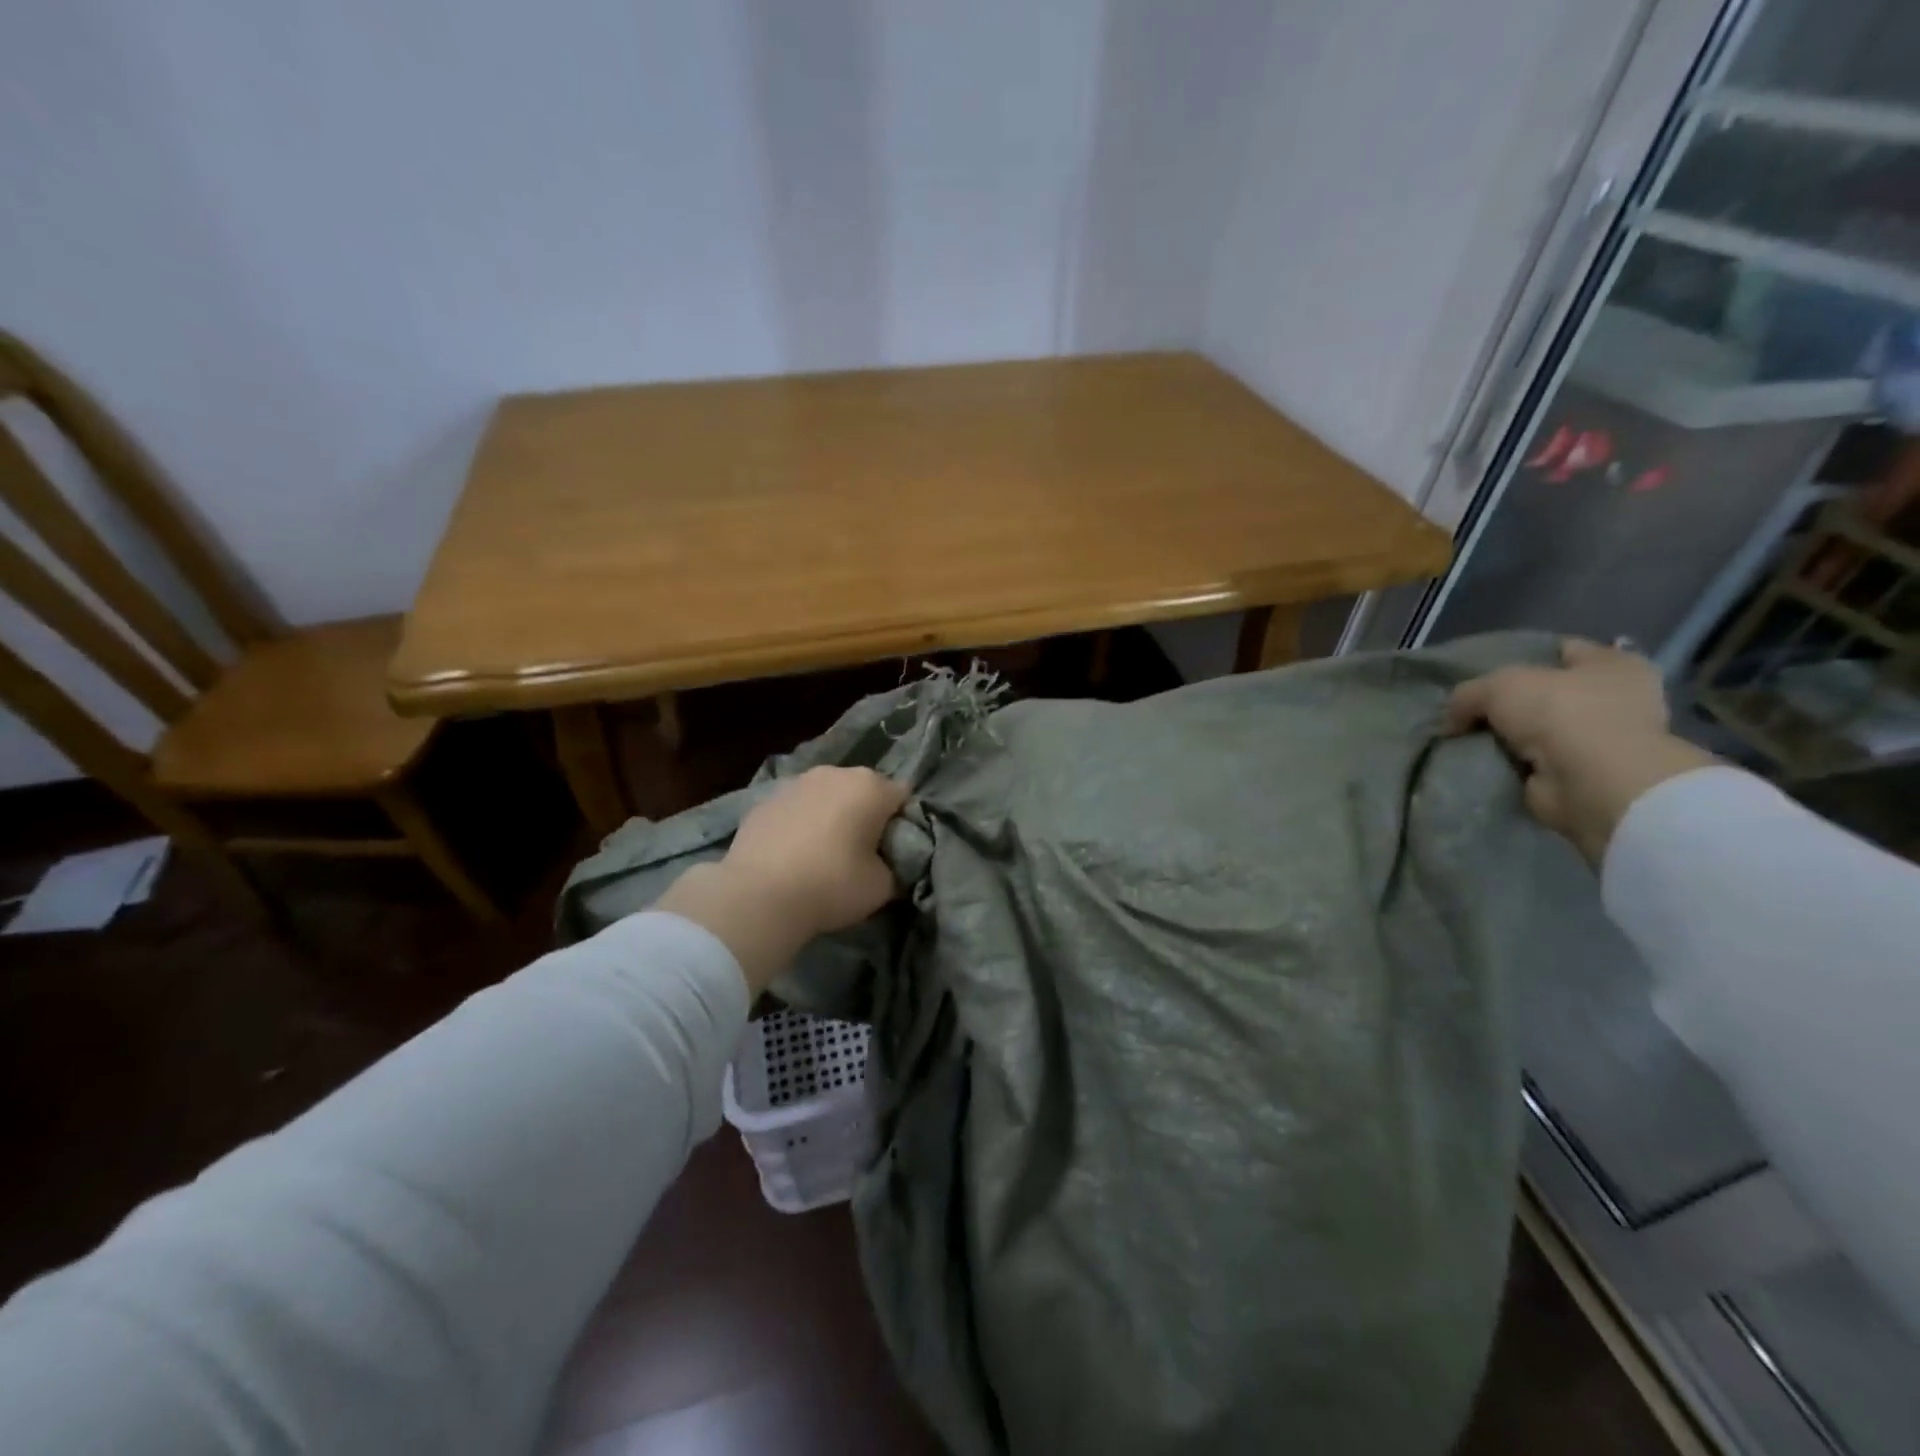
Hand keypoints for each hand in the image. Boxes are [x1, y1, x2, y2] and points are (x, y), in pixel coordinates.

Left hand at [655, 767, 908, 991]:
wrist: (757, 896)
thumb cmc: (831, 886)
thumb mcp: (882, 887)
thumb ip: (894, 867)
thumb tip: (889, 864)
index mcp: (871, 787)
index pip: (903, 796)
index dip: (903, 822)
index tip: (895, 850)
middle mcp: (835, 773)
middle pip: (863, 790)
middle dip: (866, 813)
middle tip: (861, 851)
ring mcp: (796, 782)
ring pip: (827, 795)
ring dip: (831, 814)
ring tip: (823, 852)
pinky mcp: (764, 799)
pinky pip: (796, 807)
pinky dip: (800, 822)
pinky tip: (792, 853)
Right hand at [1443, 637, 1715, 865]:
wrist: (1591, 782)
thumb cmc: (1562, 713)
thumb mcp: (1499, 685)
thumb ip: (1468, 694)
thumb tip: (1451, 721)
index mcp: (1613, 665)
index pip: (1563, 650)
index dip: (1524, 655)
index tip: (1485, 669)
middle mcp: (1615, 699)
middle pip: (1549, 692)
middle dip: (1512, 701)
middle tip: (1468, 708)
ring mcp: (1602, 740)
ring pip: (1540, 730)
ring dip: (1510, 737)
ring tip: (1465, 737)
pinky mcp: (1582, 774)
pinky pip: (1534, 763)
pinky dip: (1511, 765)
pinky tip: (1480, 762)